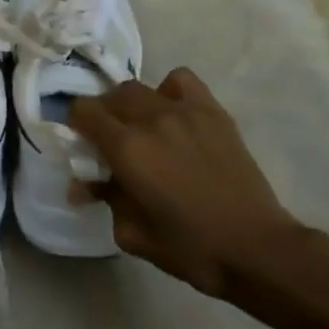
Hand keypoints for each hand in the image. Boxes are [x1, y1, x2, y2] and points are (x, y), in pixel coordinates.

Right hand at [69, 67, 309, 297]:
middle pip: (111, 96)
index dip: (73, 122)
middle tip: (107, 141)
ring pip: (141, 88)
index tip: (78, 140)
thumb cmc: (189, 248)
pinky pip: (180, 81)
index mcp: (126, 149)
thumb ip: (105, 199)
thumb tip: (82, 185)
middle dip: (101, 114)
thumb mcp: (132, 233)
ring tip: (140, 127)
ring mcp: (184, 110)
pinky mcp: (212, 112)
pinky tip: (173, 113)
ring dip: (131, 104)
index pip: (83, 111)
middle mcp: (150, 119)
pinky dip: (168, 90)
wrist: (254, 247)